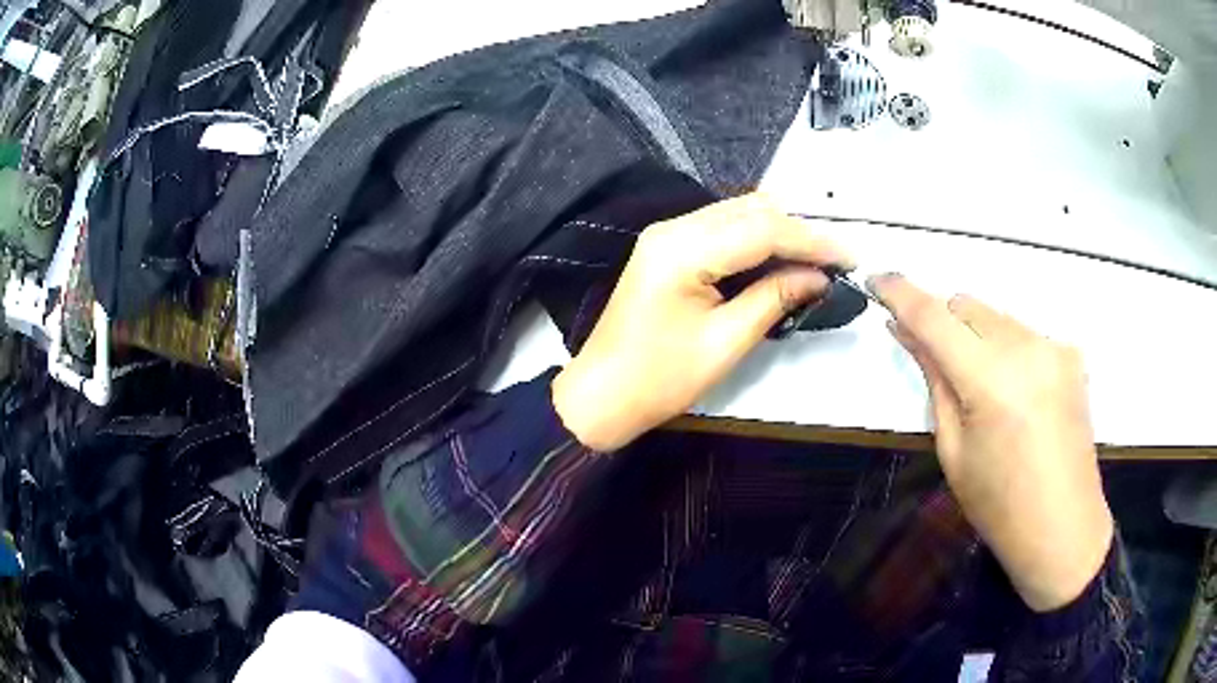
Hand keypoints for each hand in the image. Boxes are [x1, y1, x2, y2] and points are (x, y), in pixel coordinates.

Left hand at [552, 194, 853, 451]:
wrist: (602, 394)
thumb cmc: (660, 379)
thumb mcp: (726, 342)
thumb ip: (775, 298)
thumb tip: (820, 277)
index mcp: (683, 250)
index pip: (762, 229)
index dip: (811, 240)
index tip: (850, 257)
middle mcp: (673, 228)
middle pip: (750, 210)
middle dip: (798, 231)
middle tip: (835, 260)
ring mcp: (667, 234)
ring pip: (737, 214)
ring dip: (779, 232)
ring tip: (816, 260)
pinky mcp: (667, 247)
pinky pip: (721, 229)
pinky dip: (755, 239)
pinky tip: (779, 259)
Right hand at [870, 274, 1112, 611]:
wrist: (1063, 527)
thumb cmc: (999, 505)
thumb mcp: (954, 449)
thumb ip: (934, 380)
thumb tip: (907, 333)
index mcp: (990, 379)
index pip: (935, 317)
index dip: (900, 292)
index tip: (876, 279)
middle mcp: (1025, 347)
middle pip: (966, 305)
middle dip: (943, 323)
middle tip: (934, 360)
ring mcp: (1053, 347)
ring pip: (996, 317)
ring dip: (976, 336)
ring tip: (981, 389)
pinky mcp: (1070, 354)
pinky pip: (1024, 334)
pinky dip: (1006, 349)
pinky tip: (1015, 393)